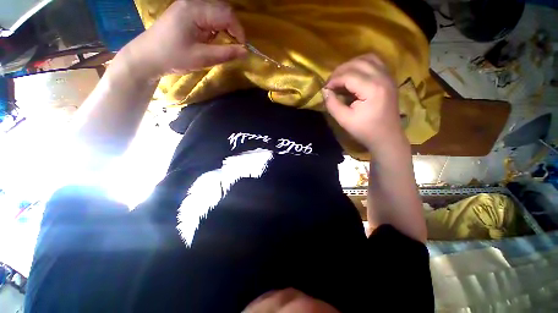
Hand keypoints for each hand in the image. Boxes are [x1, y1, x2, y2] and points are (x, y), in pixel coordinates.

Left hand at [121, 0, 246, 79]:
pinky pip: (208, 16)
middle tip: (236, 47)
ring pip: (217, 12)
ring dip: (225, 28)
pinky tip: (212, 39)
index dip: (239, 31)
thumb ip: (226, 53)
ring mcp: (188, 6)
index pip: (227, 14)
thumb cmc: (174, 57)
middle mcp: (193, 2)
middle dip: (233, 29)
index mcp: (195, 10)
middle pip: (223, 10)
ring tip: (225, 44)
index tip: (243, 48)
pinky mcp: (186, 12)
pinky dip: (215, 27)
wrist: (148, 57)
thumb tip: (245, 51)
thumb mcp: (203, 58)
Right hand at [323, 54, 403, 151]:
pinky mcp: (389, 79)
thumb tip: (325, 91)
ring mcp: (388, 76)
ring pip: (367, 58)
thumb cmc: (365, 130)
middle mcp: (382, 77)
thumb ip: (332, 104)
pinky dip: (362, 64)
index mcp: (372, 89)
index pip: (349, 75)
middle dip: (340, 71)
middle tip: (330, 83)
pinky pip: (375, 62)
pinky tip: (354, 74)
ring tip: (341, 77)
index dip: (334, 80)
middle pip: (357, 63)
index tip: (325, 88)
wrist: (387, 137)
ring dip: (351, 65)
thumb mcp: (344, 120)